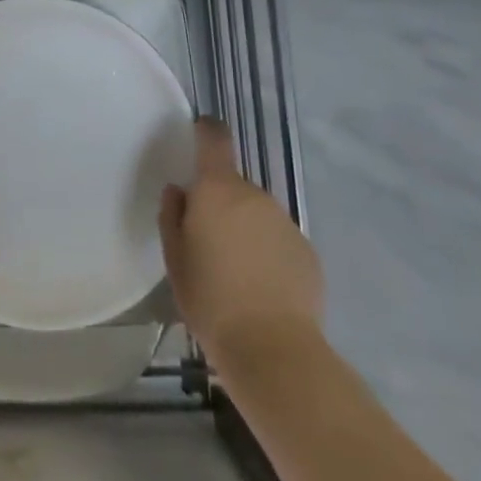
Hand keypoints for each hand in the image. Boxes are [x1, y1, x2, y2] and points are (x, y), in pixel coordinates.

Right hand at [159, 118, 323, 366]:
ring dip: (245, 228)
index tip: (198, 134)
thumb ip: (172, 216)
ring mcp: (286, 222)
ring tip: (235, 270)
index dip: (206, 131)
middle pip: (234, 184)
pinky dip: (268, 252)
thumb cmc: (210, 298)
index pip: (215, 139)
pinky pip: (278, 239)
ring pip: (257, 213)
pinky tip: (261, 287)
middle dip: (221, 202)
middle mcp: (255, 196)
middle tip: (207, 239)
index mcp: (218, 190)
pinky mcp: (307, 252)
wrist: (273, 348)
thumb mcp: (175, 257)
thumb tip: (180, 192)